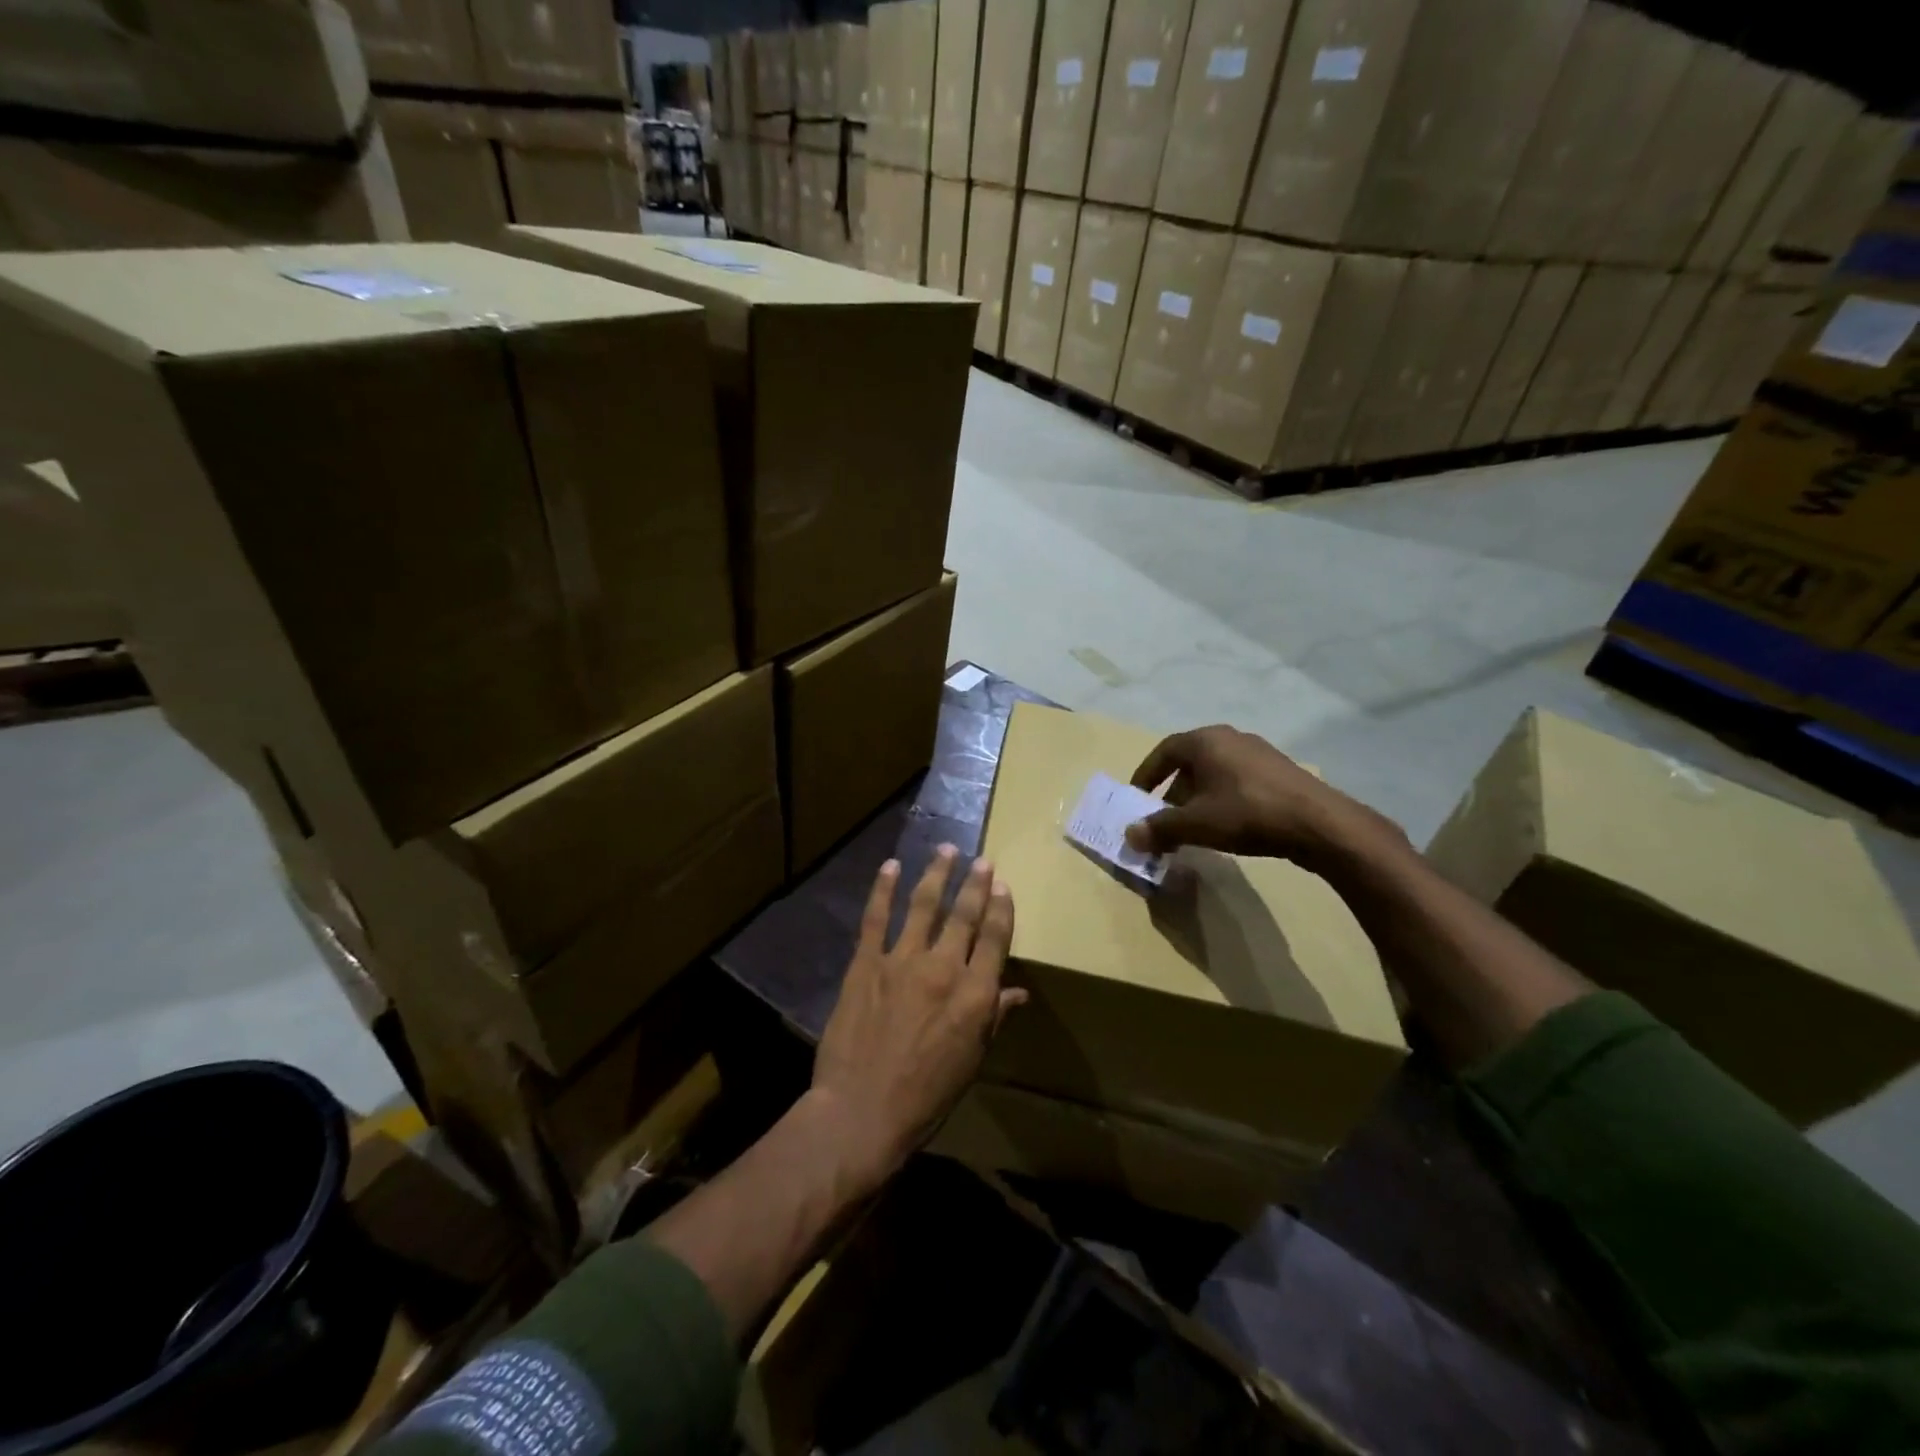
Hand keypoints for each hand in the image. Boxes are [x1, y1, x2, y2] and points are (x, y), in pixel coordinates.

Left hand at [810, 846, 1023, 1186]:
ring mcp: (902, 960)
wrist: (861, 1111)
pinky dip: (883, 889)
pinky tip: (890, 866)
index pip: (995, 939)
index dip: (1001, 909)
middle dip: (975, 884)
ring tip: (945, 850)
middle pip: (964, 915)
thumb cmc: (925, 1096)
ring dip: (937, 874)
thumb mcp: (970, 1062)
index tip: (1003, 885)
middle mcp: (943, 967)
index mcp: (974, 995)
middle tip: (982, 860)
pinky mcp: (866, 963)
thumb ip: (992, 1019)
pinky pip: (876, 917)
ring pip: (924, 905)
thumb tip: (1017, 992)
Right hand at [1124, 725, 1407, 871]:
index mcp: (1206, 740)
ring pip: (1214, 773)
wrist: (1318, 824)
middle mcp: (1230, 738)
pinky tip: (1227, 826)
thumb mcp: (1196, 824)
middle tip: (1165, 820)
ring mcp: (1258, 753)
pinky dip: (1222, 799)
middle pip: (1190, 763)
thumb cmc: (1247, 813)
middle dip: (1173, 792)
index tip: (1137, 798)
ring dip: (1198, 798)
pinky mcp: (1279, 771)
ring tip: (1195, 827)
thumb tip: (1129, 835)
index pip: (1164, 751)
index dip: (1147, 775)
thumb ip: (1159, 828)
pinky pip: (1237, 781)